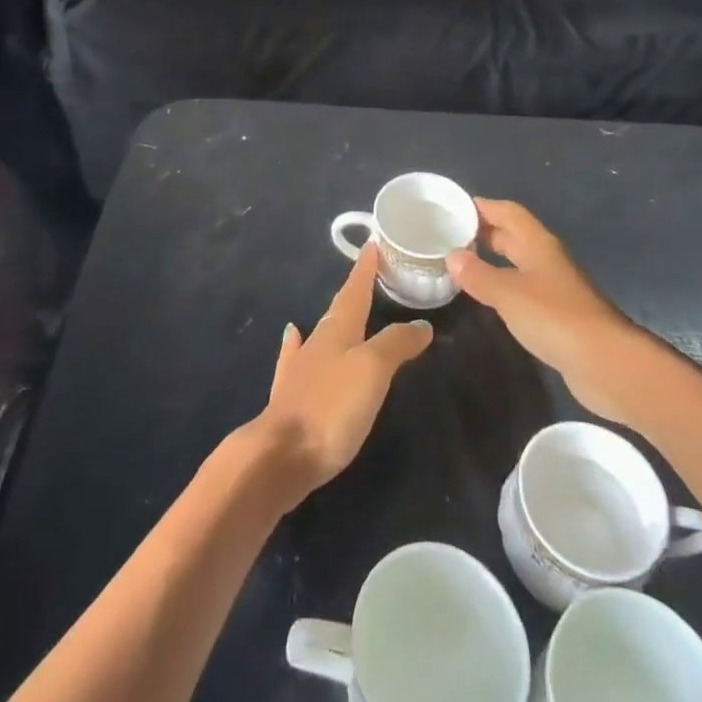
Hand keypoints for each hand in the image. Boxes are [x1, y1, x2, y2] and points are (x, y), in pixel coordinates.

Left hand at [245, 244, 433, 507]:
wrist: (280, 456)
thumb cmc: (331, 408)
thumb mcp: (372, 370)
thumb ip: (396, 344)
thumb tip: (421, 324)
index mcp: (337, 332)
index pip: (354, 292)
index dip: (364, 270)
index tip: (372, 245)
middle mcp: (316, 344)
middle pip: (338, 311)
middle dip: (354, 292)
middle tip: (368, 276)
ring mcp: (300, 370)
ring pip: (321, 335)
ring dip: (335, 320)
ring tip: (342, 308)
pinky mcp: (291, 398)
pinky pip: (296, 358)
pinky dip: (298, 344)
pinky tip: (293, 337)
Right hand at [447, 198, 637, 419]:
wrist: (607, 364)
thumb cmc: (556, 318)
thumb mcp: (508, 293)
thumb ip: (478, 274)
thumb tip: (452, 256)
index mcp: (538, 244)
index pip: (508, 212)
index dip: (483, 207)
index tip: (453, 208)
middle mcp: (547, 260)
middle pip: (513, 236)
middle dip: (484, 233)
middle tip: (449, 237)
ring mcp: (555, 288)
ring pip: (518, 264)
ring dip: (492, 261)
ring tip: (461, 267)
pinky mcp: (557, 316)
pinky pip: (523, 291)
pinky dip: (503, 289)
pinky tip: (488, 300)